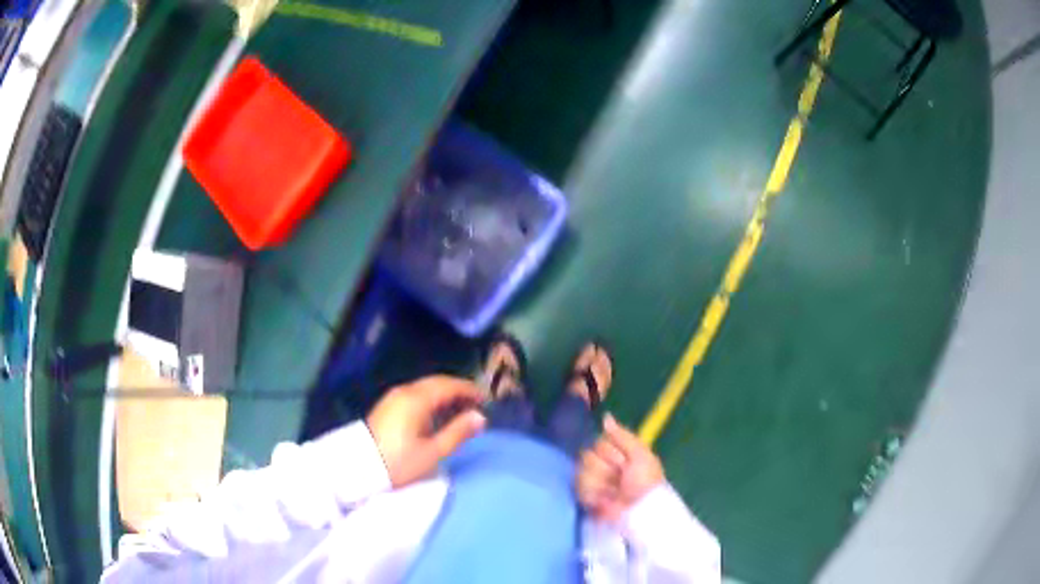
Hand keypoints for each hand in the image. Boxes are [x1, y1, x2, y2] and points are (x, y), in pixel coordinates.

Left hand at [366, 375, 485, 486]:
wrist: (359, 467)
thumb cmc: (399, 462)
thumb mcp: (432, 452)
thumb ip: (458, 432)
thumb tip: (480, 417)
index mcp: (417, 399)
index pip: (448, 385)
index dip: (469, 390)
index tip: (486, 399)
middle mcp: (404, 391)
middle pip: (436, 383)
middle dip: (458, 390)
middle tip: (475, 404)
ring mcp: (393, 397)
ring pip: (425, 387)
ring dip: (444, 395)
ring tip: (460, 411)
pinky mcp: (387, 405)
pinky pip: (415, 394)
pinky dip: (431, 399)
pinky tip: (437, 414)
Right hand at [577, 414, 664, 521]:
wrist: (642, 509)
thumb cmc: (646, 481)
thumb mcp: (641, 454)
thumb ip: (622, 436)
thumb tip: (605, 417)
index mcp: (615, 453)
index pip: (598, 442)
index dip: (611, 452)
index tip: (624, 461)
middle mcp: (600, 465)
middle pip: (587, 456)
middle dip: (606, 468)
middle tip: (620, 479)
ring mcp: (591, 481)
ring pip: (582, 472)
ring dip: (601, 483)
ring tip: (615, 492)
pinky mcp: (584, 497)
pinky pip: (579, 488)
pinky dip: (594, 495)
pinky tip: (606, 500)